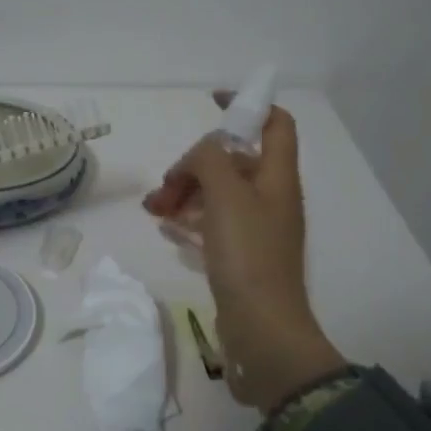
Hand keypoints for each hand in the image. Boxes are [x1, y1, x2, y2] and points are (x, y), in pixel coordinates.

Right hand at [142, 102, 346, 412]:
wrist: (262, 329)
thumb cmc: (248, 255)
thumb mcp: (226, 195)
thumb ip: (209, 159)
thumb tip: (200, 155)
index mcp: (277, 177)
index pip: (274, 123)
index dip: (248, 105)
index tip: (213, 102)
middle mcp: (270, 198)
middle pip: (233, 160)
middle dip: (195, 163)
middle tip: (166, 184)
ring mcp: (255, 229)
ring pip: (217, 193)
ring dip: (184, 192)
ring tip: (153, 208)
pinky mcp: (239, 255)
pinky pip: (210, 224)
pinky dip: (188, 218)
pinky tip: (163, 224)